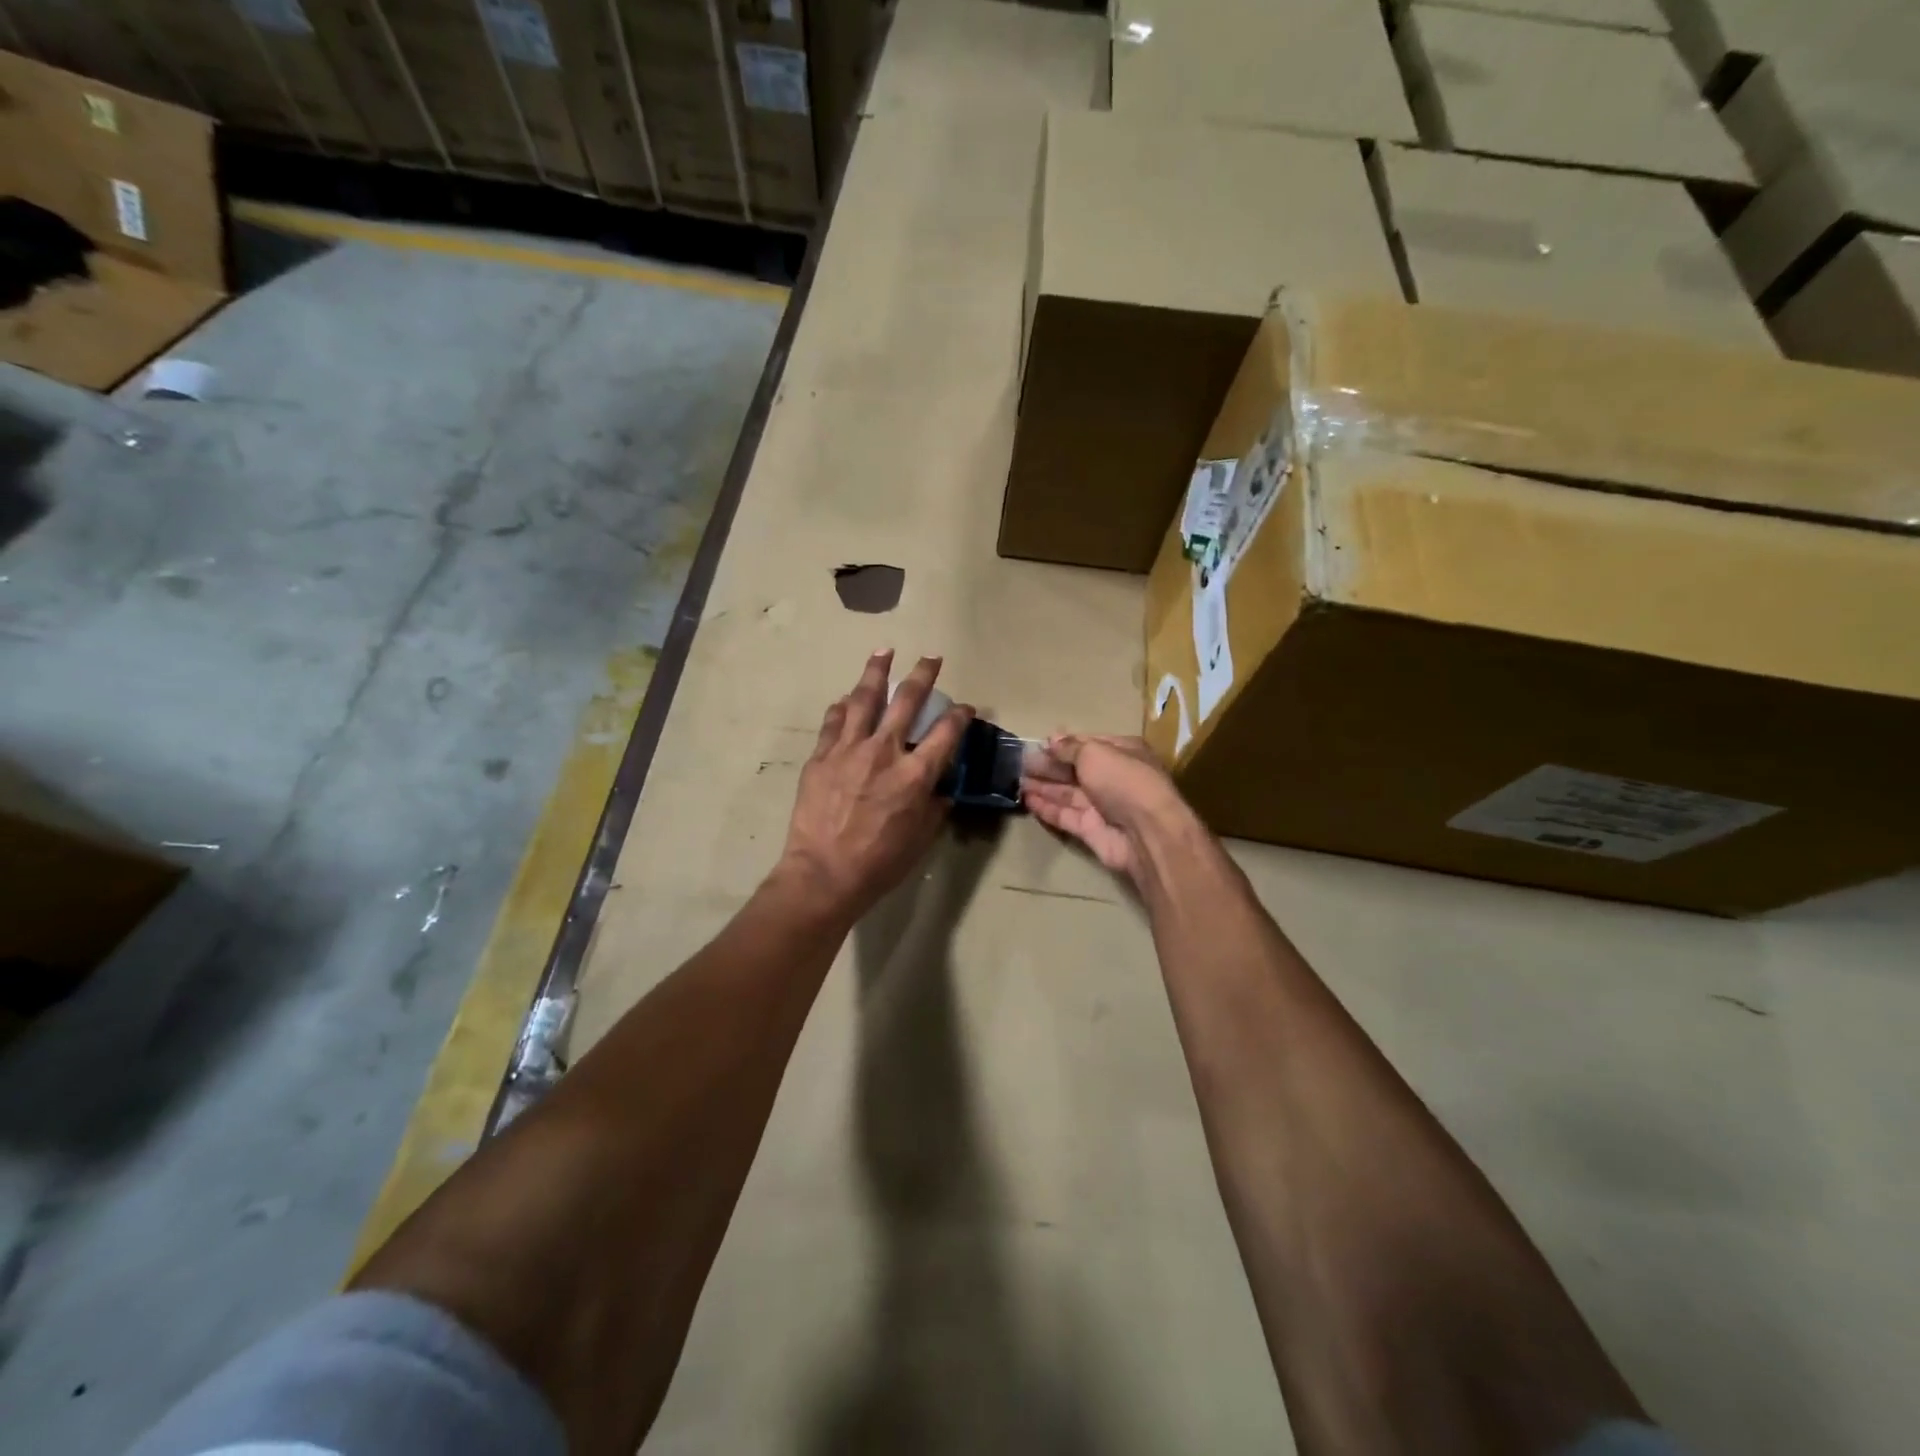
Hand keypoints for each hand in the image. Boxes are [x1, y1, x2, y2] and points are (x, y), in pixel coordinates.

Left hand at [775, 650, 972, 919]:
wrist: (823, 873)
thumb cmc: (879, 863)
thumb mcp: (920, 839)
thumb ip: (935, 808)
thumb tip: (941, 791)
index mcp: (915, 774)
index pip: (946, 733)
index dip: (960, 715)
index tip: (966, 707)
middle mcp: (884, 752)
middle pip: (907, 701)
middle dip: (923, 675)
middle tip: (931, 657)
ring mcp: (848, 750)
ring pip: (864, 699)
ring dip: (876, 672)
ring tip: (884, 651)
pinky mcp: (821, 757)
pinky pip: (834, 722)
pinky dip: (843, 707)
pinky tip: (846, 698)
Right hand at [1021, 734, 1192, 883]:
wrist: (1146, 832)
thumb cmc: (1123, 780)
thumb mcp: (1095, 753)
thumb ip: (1070, 747)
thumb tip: (1052, 740)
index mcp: (1122, 752)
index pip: (1089, 744)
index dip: (1064, 744)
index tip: (1039, 745)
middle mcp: (1113, 777)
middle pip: (1075, 769)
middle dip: (1049, 766)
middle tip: (1020, 762)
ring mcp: (1102, 805)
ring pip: (1067, 793)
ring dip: (1043, 786)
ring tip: (1016, 779)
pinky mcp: (1091, 829)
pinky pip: (1064, 815)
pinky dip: (1046, 807)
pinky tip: (1026, 799)